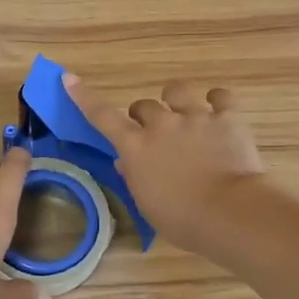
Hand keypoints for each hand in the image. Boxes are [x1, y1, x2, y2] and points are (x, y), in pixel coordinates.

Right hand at [62, 75, 268, 259]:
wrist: (228, 212)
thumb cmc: (182, 219)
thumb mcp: (147, 204)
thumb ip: (135, 177)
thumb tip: (125, 161)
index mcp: (135, 147)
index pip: (102, 116)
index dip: (84, 97)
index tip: (70, 78)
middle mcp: (161, 124)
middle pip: (143, 105)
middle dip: (145, 117)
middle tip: (156, 136)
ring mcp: (195, 116)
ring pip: (177, 91)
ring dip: (176, 100)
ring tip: (185, 115)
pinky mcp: (227, 117)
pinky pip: (220, 96)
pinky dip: (218, 102)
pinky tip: (219, 112)